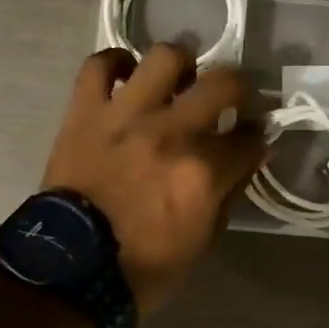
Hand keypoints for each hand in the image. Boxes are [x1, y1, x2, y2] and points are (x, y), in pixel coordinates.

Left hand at [44, 45, 264, 314]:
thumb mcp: (203, 240)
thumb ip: (227, 193)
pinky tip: (125, 75)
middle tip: (231, 98)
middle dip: (239, 88)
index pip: (250, 137)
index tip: (253, 134)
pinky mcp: (86, 110)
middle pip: (223, 82)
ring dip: (179, 65)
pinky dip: (114, 63)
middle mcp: (171, 132)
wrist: (71, 270)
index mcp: (203, 172)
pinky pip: (98, 65)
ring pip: (165, 57)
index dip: (257, 134)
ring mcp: (126, 115)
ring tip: (177, 80)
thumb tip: (243, 160)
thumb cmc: (143, 265)